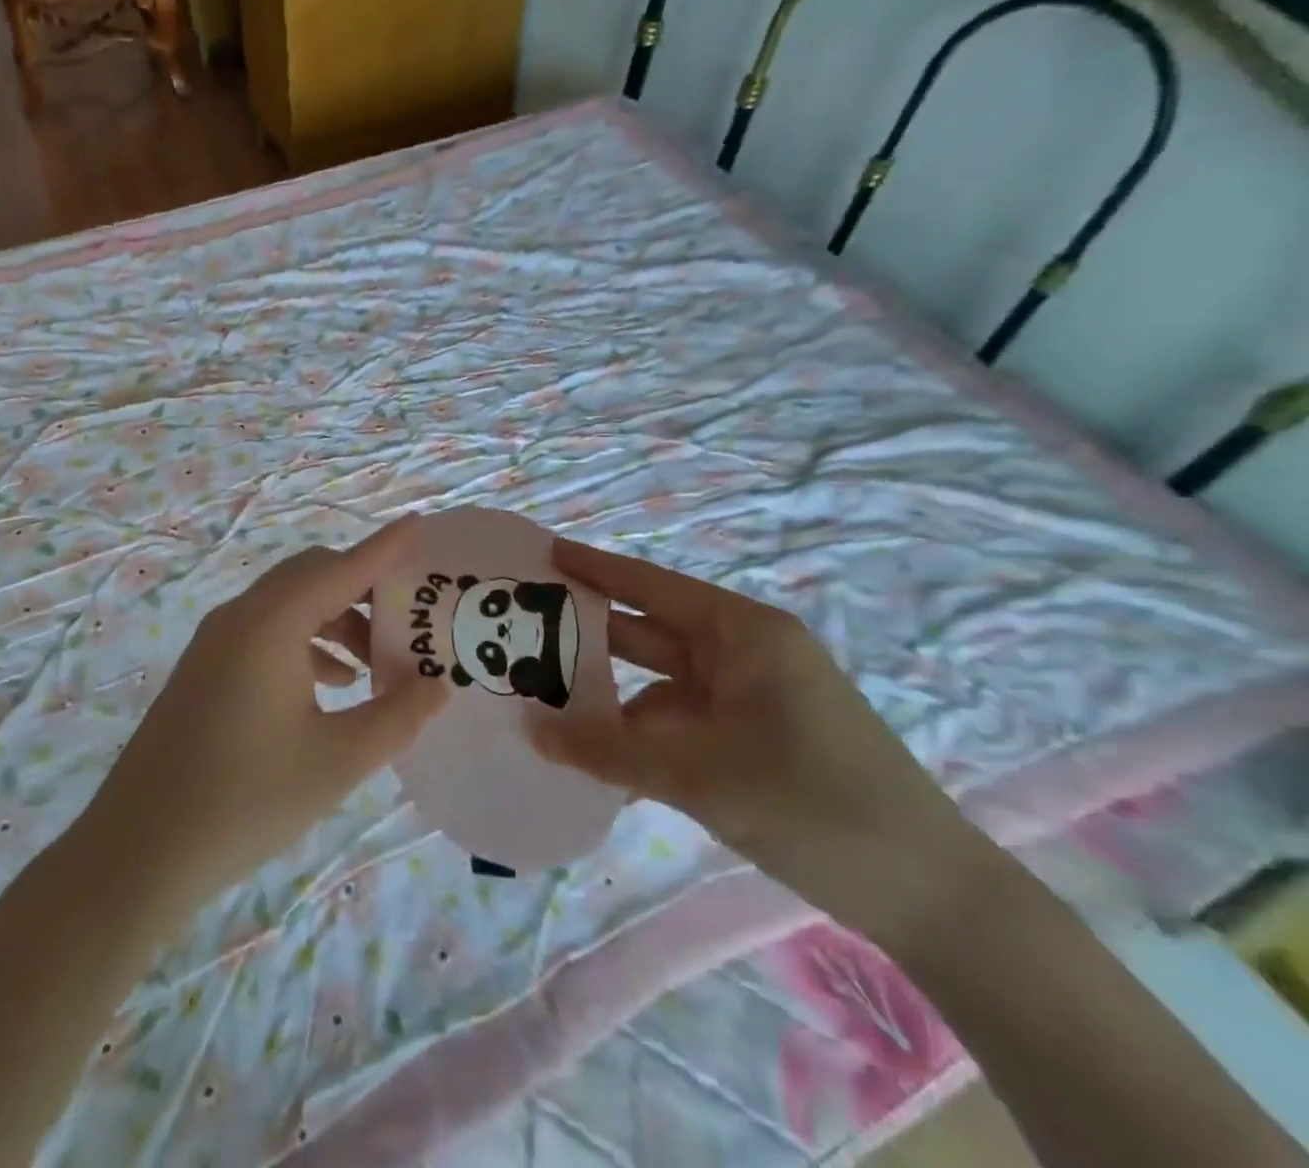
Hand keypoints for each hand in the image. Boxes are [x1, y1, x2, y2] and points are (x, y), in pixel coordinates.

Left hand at [81, 519, 445, 913]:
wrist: (139, 850)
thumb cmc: (247, 799)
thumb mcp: (338, 760)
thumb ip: (397, 716)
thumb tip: (439, 685)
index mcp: (273, 623)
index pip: (343, 569)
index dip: (385, 548)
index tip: (419, 526)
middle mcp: (241, 617)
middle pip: (312, 576)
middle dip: (362, 587)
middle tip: (407, 618)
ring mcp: (215, 641)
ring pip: (288, 605)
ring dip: (335, 619)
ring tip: (374, 664)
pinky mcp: (204, 668)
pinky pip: (265, 632)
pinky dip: (305, 642)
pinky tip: (330, 685)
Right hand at [529, 538, 991, 942]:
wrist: (930, 897)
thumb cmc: (815, 805)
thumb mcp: (700, 776)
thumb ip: (608, 751)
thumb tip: (530, 730)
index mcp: (743, 633)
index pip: (650, 585)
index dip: (594, 567)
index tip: (543, 554)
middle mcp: (743, 653)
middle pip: (649, 631)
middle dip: (588, 635)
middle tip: (520, 632)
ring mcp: (749, 697)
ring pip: (659, 683)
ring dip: (609, 696)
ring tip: (542, 700)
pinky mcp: (752, 738)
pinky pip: (679, 722)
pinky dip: (640, 735)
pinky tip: (595, 755)